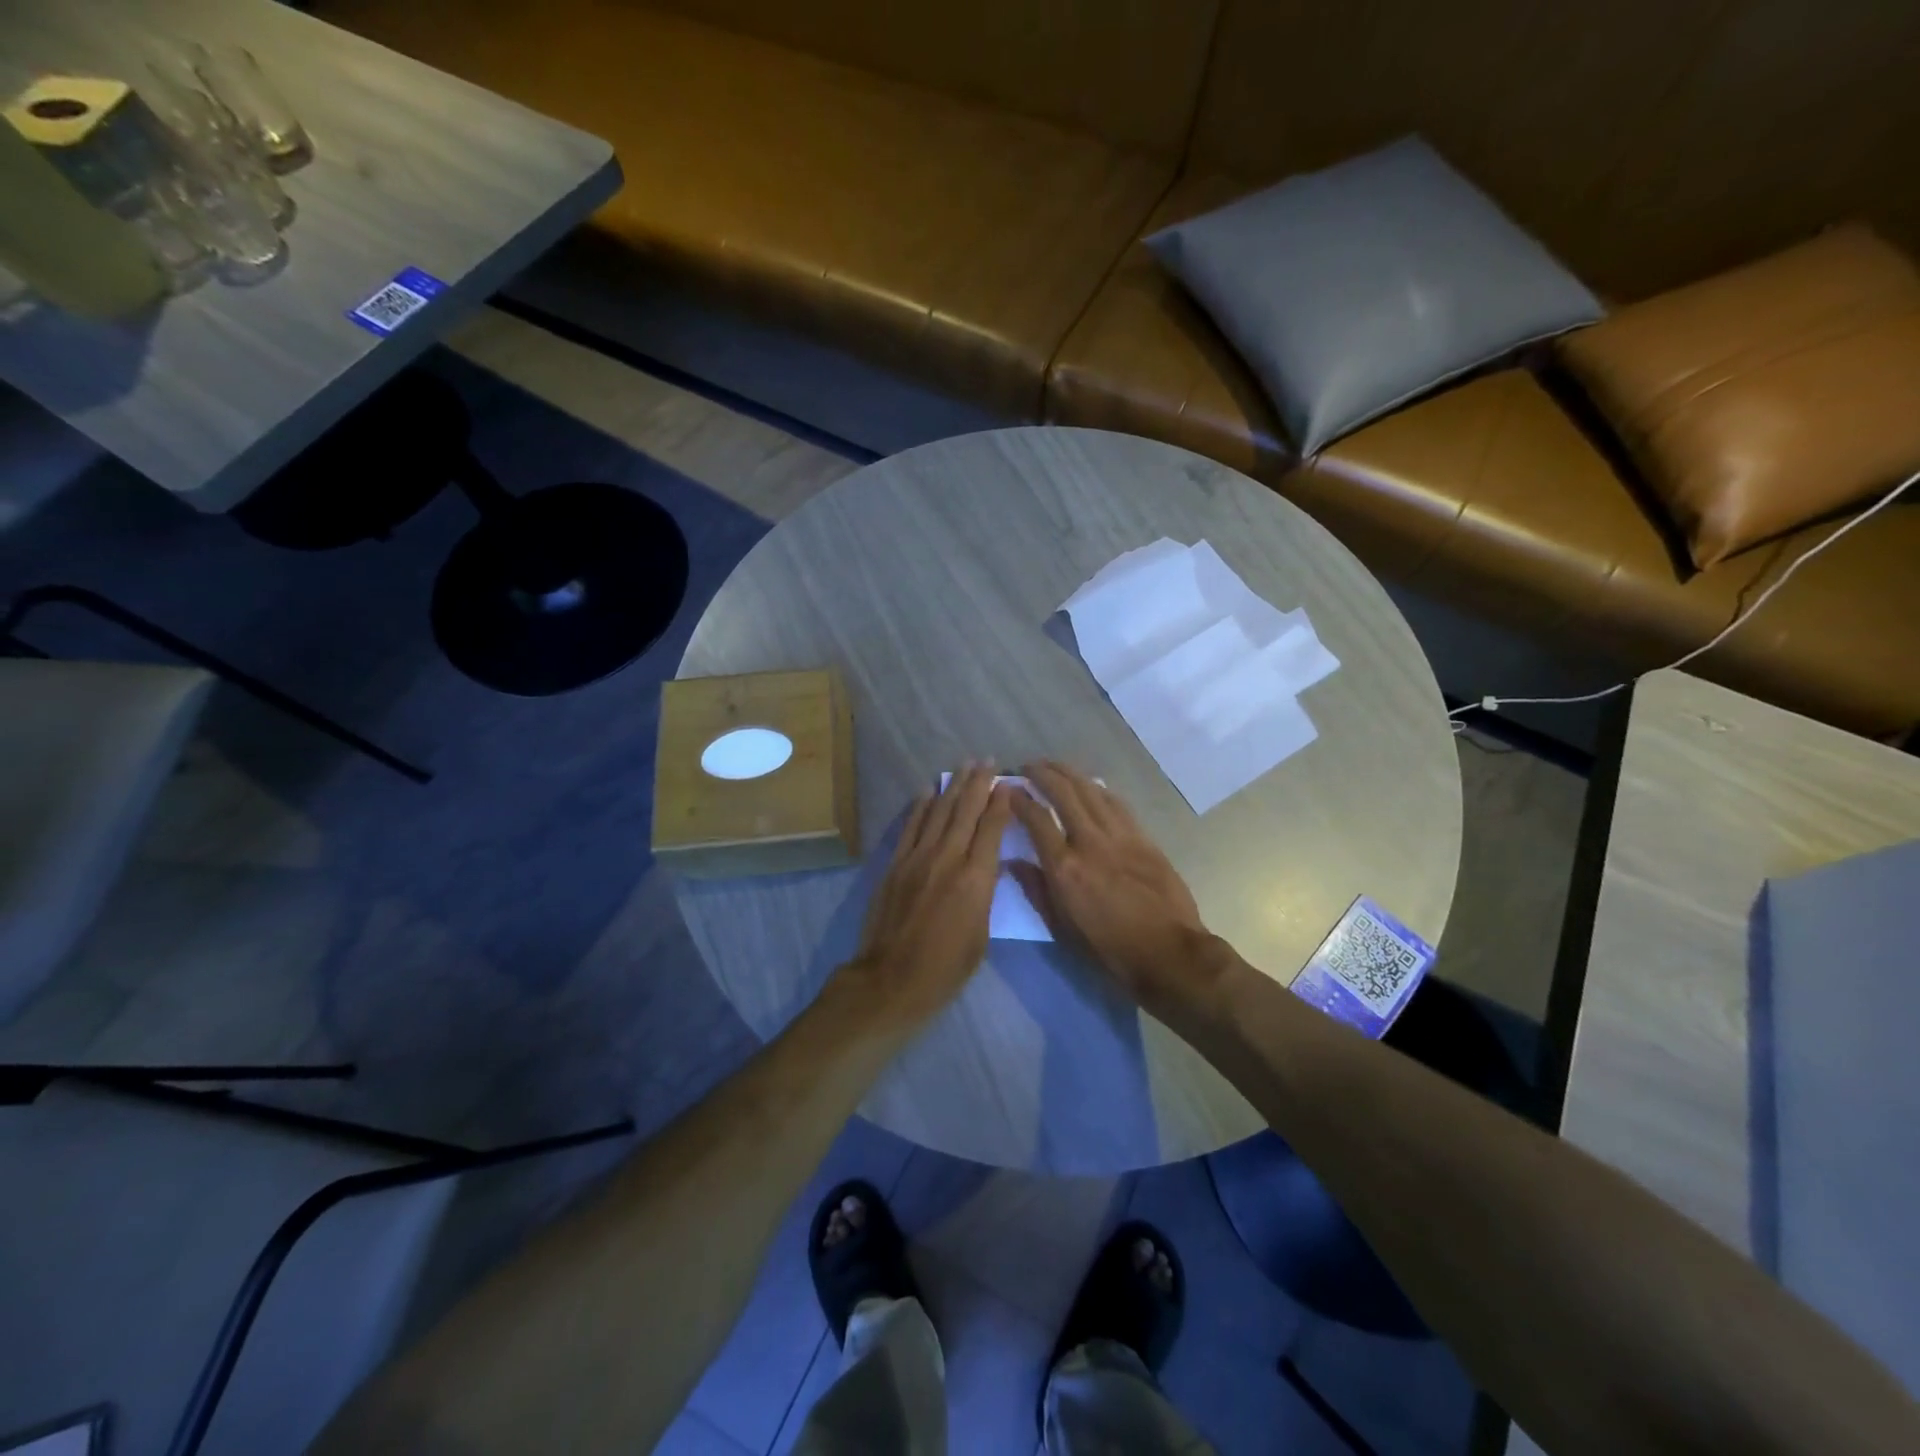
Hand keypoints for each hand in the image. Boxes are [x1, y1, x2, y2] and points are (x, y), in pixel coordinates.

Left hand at [848, 763, 1013, 1025]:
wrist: (892, 979)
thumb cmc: (946, 967)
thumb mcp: (981, 934)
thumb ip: (985, 894)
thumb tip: (987, 867)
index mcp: (976, 878)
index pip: (992, 829)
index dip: (1001, 803)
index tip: (1009, 783)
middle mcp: (948, 858)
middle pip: (966, 811)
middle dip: (979, 783)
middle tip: (989, 761)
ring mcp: (918, 858)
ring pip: (939, 812)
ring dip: (953, 787)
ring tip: (964, 766)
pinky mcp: (896, 864)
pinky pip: (911, 827)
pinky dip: (921, 806)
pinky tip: (928, 790)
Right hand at [1008, 761, 1212, 1016]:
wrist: (1167, 952)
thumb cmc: (1107, 949)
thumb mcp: (1061, 927)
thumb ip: (1035, 889)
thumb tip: (1012, 862)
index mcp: (1064, 868)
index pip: (1036, 819)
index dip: (1019, 799)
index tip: (1008, 789)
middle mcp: (1089, 843)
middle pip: (1064, 793)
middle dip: (1043, 773)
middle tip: (1028, 766)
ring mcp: (1120, 836)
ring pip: (1091, 790)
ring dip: (1070, 773)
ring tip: (1055, 766)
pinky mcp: (1143, 838)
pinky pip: (1117, 803)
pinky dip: (1098, 789)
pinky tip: (1090, 784)